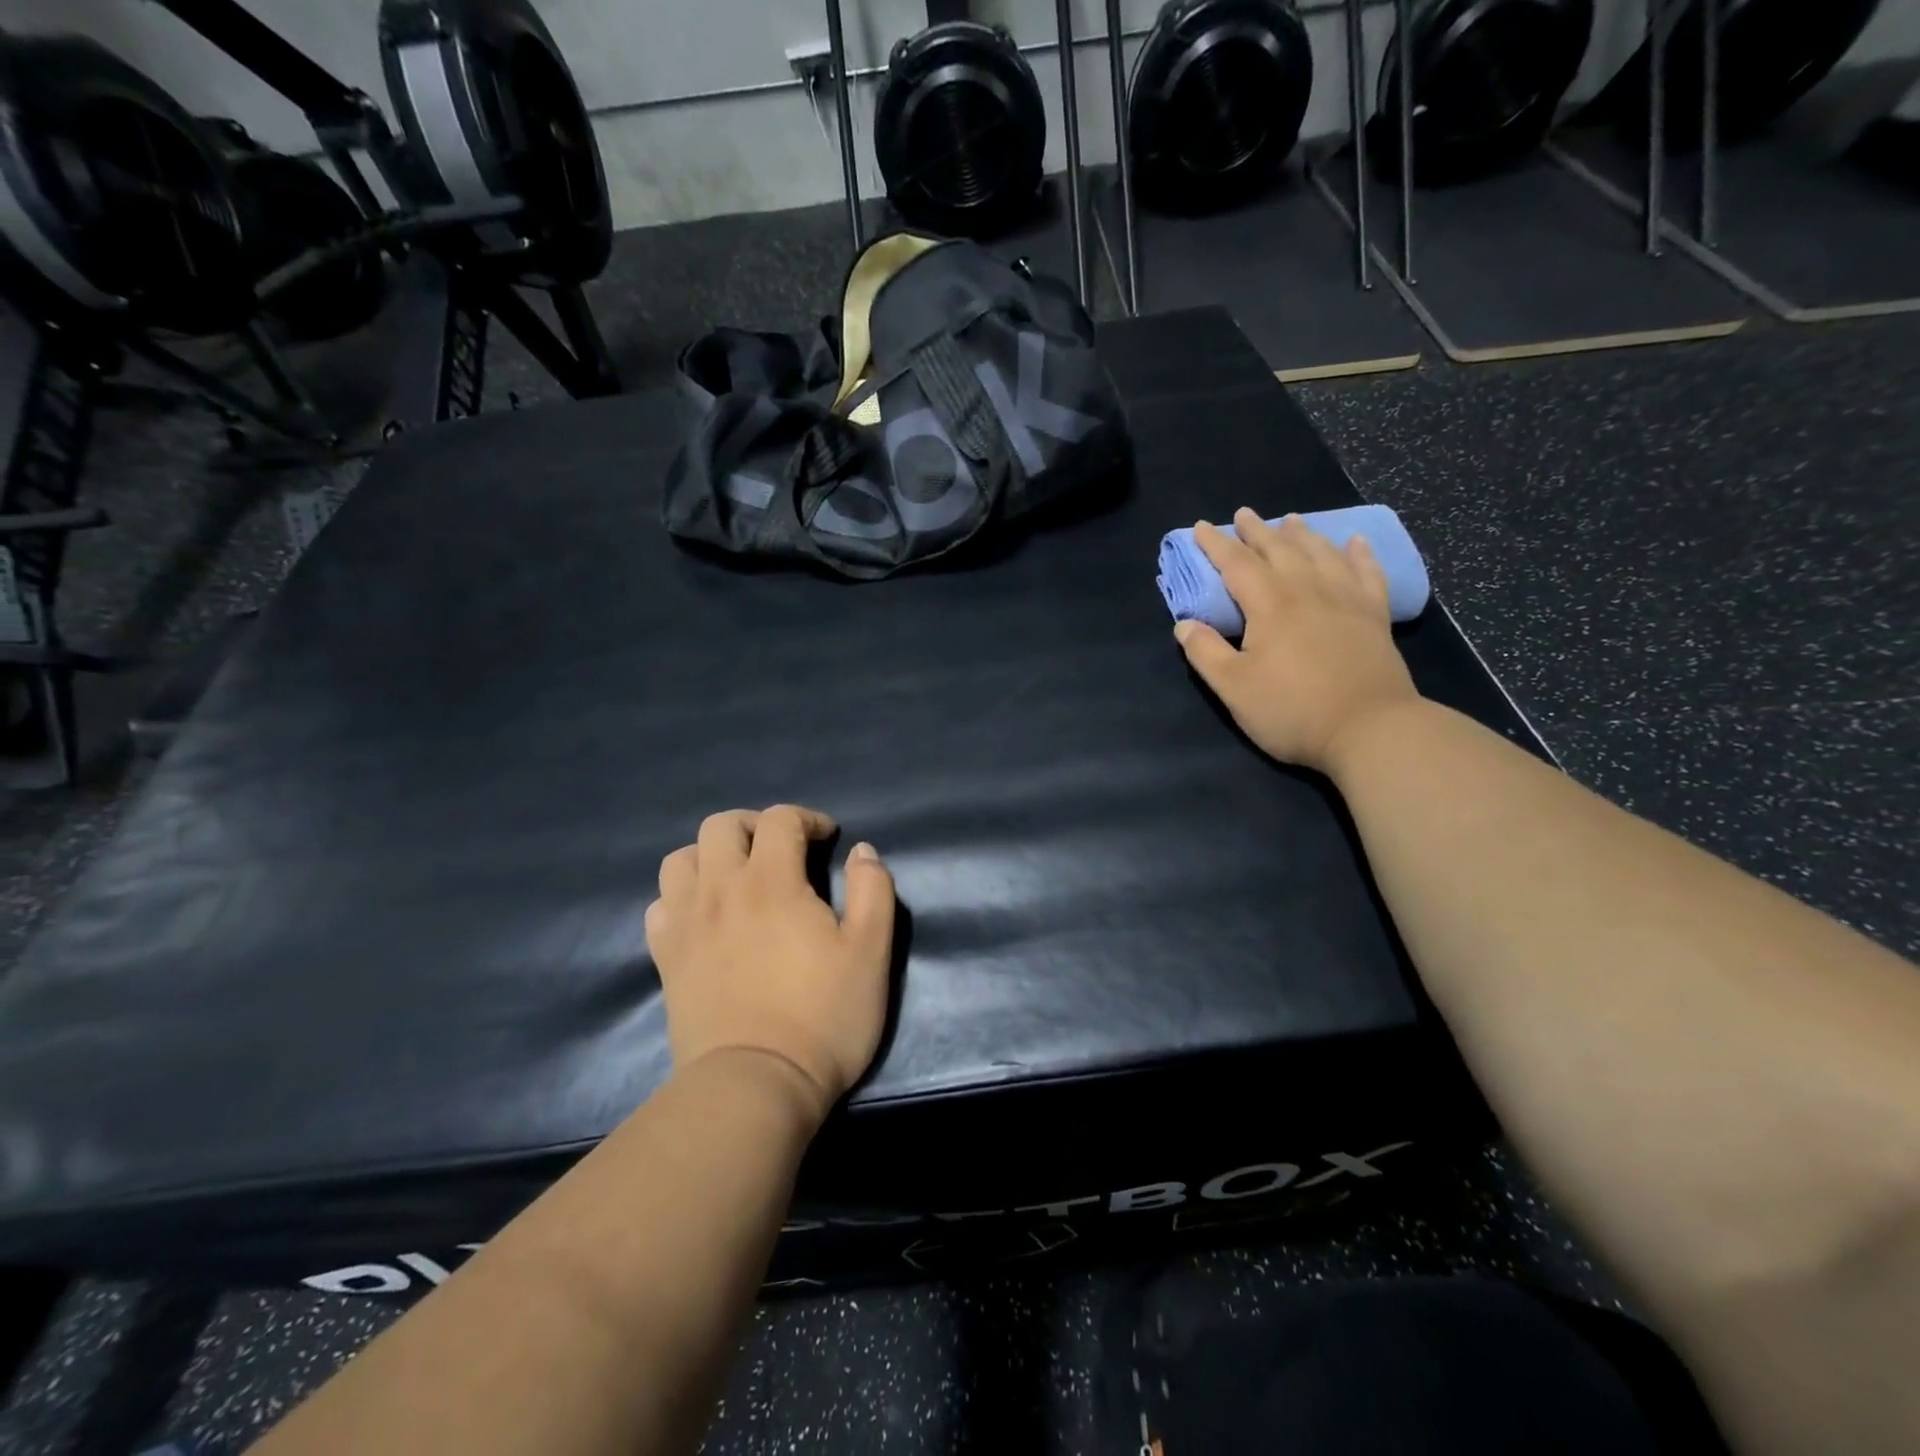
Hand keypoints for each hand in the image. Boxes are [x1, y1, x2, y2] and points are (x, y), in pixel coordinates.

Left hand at [646, 806, 895, 1123]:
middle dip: (755, 824)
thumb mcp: (871, 953)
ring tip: (738, 876)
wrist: (754, 1085)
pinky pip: (660, 906)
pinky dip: (681, 897)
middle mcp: (721, 891)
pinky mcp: (666, 960)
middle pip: (720, 826)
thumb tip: (862, 851)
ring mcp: (686, 925)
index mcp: (772, 882)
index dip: (807, 818)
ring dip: (711, 855)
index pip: (779, 820)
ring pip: (680, 860)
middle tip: (782, 848)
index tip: (828, 838)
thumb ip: (873, 891)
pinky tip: (704, 916)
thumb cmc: (823, 1016)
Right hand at [1175, 508, 1419, 772]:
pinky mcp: (1374, 617)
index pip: (1237, 564)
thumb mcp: (1234, 689)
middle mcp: (1308, 591)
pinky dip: (1359, 554)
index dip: (1216, 545)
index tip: (1201, 527)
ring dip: (1302, 534)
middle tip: (1243, 514)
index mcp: (1270, 606)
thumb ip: (1206, 653)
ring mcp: (1346, 600)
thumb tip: (1184, 624)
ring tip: (1291, 519)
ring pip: (1321, 554)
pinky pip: (1367, 573)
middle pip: (1280, 550)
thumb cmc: (1293, 711)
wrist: (1370, 729)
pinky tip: (1355, 542)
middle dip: (1257, 531)